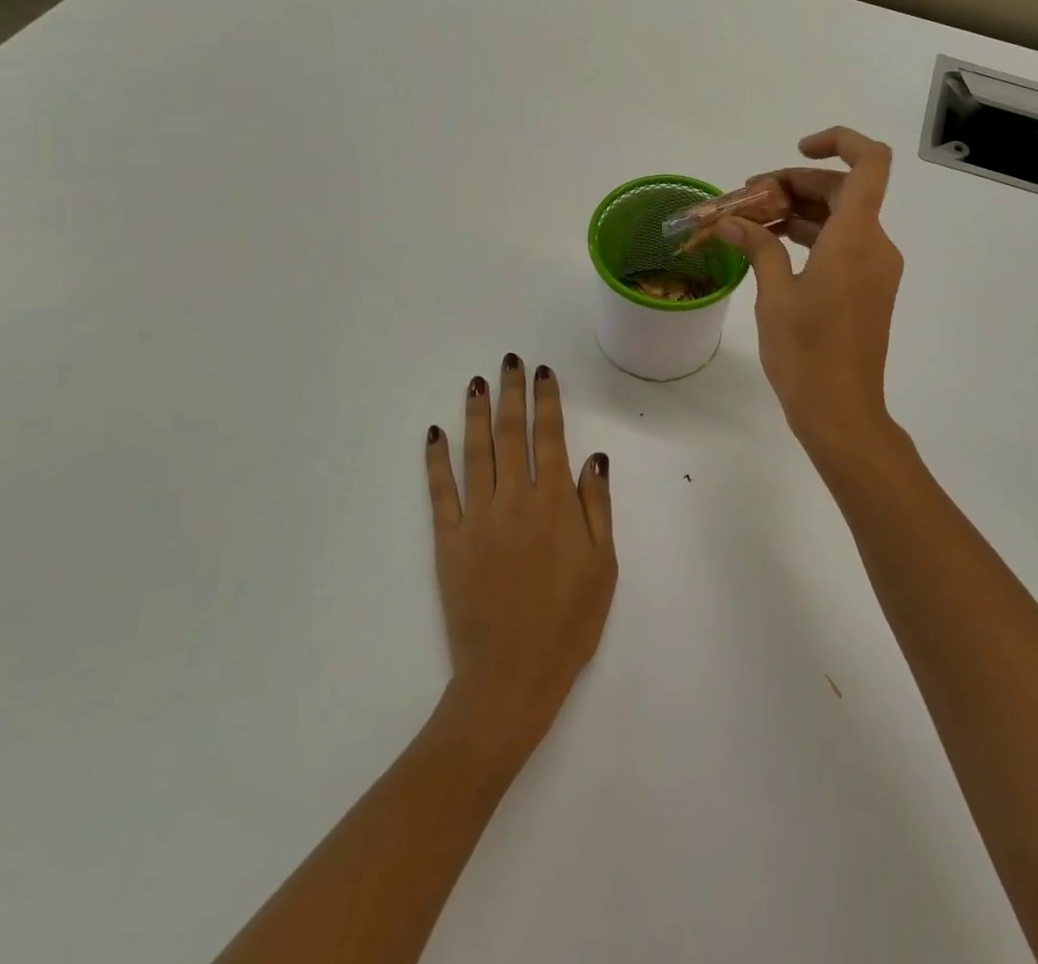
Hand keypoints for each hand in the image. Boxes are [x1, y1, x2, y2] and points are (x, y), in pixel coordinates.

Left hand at [424, 355, 616, 761]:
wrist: (512, 676)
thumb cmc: (569, 622)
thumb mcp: (602, 565)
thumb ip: (596, 506)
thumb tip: (594, 457)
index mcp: (555, 503)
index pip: (551, 437)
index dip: (547, 402)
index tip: (543, 373)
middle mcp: (515, 499)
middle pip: (511, 433)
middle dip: (512, 393)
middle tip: (510, 362)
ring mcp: (478, 518)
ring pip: (476, 452)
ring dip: (476, 413)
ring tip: (477, 383)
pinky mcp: (449, 541)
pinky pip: (441, 492)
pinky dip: (436, 460)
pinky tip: (435, 433)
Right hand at [715, 128, 904, 463]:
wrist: (841, 412)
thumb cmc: (806, 352)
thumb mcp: (775, 294)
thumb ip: (757, 246)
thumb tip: (729, 221)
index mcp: (856, 238)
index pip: (870, 163)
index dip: (839, 142)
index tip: (797, 151)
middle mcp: (875, 245)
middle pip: (843, 190)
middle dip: (794, 185)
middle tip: (747, 199)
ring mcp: (874, 268)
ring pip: (841, 218)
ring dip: (798, 212)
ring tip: (749, 221)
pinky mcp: (867, 288)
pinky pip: (842, 245)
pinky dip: (810, 237)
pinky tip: (771, 247)